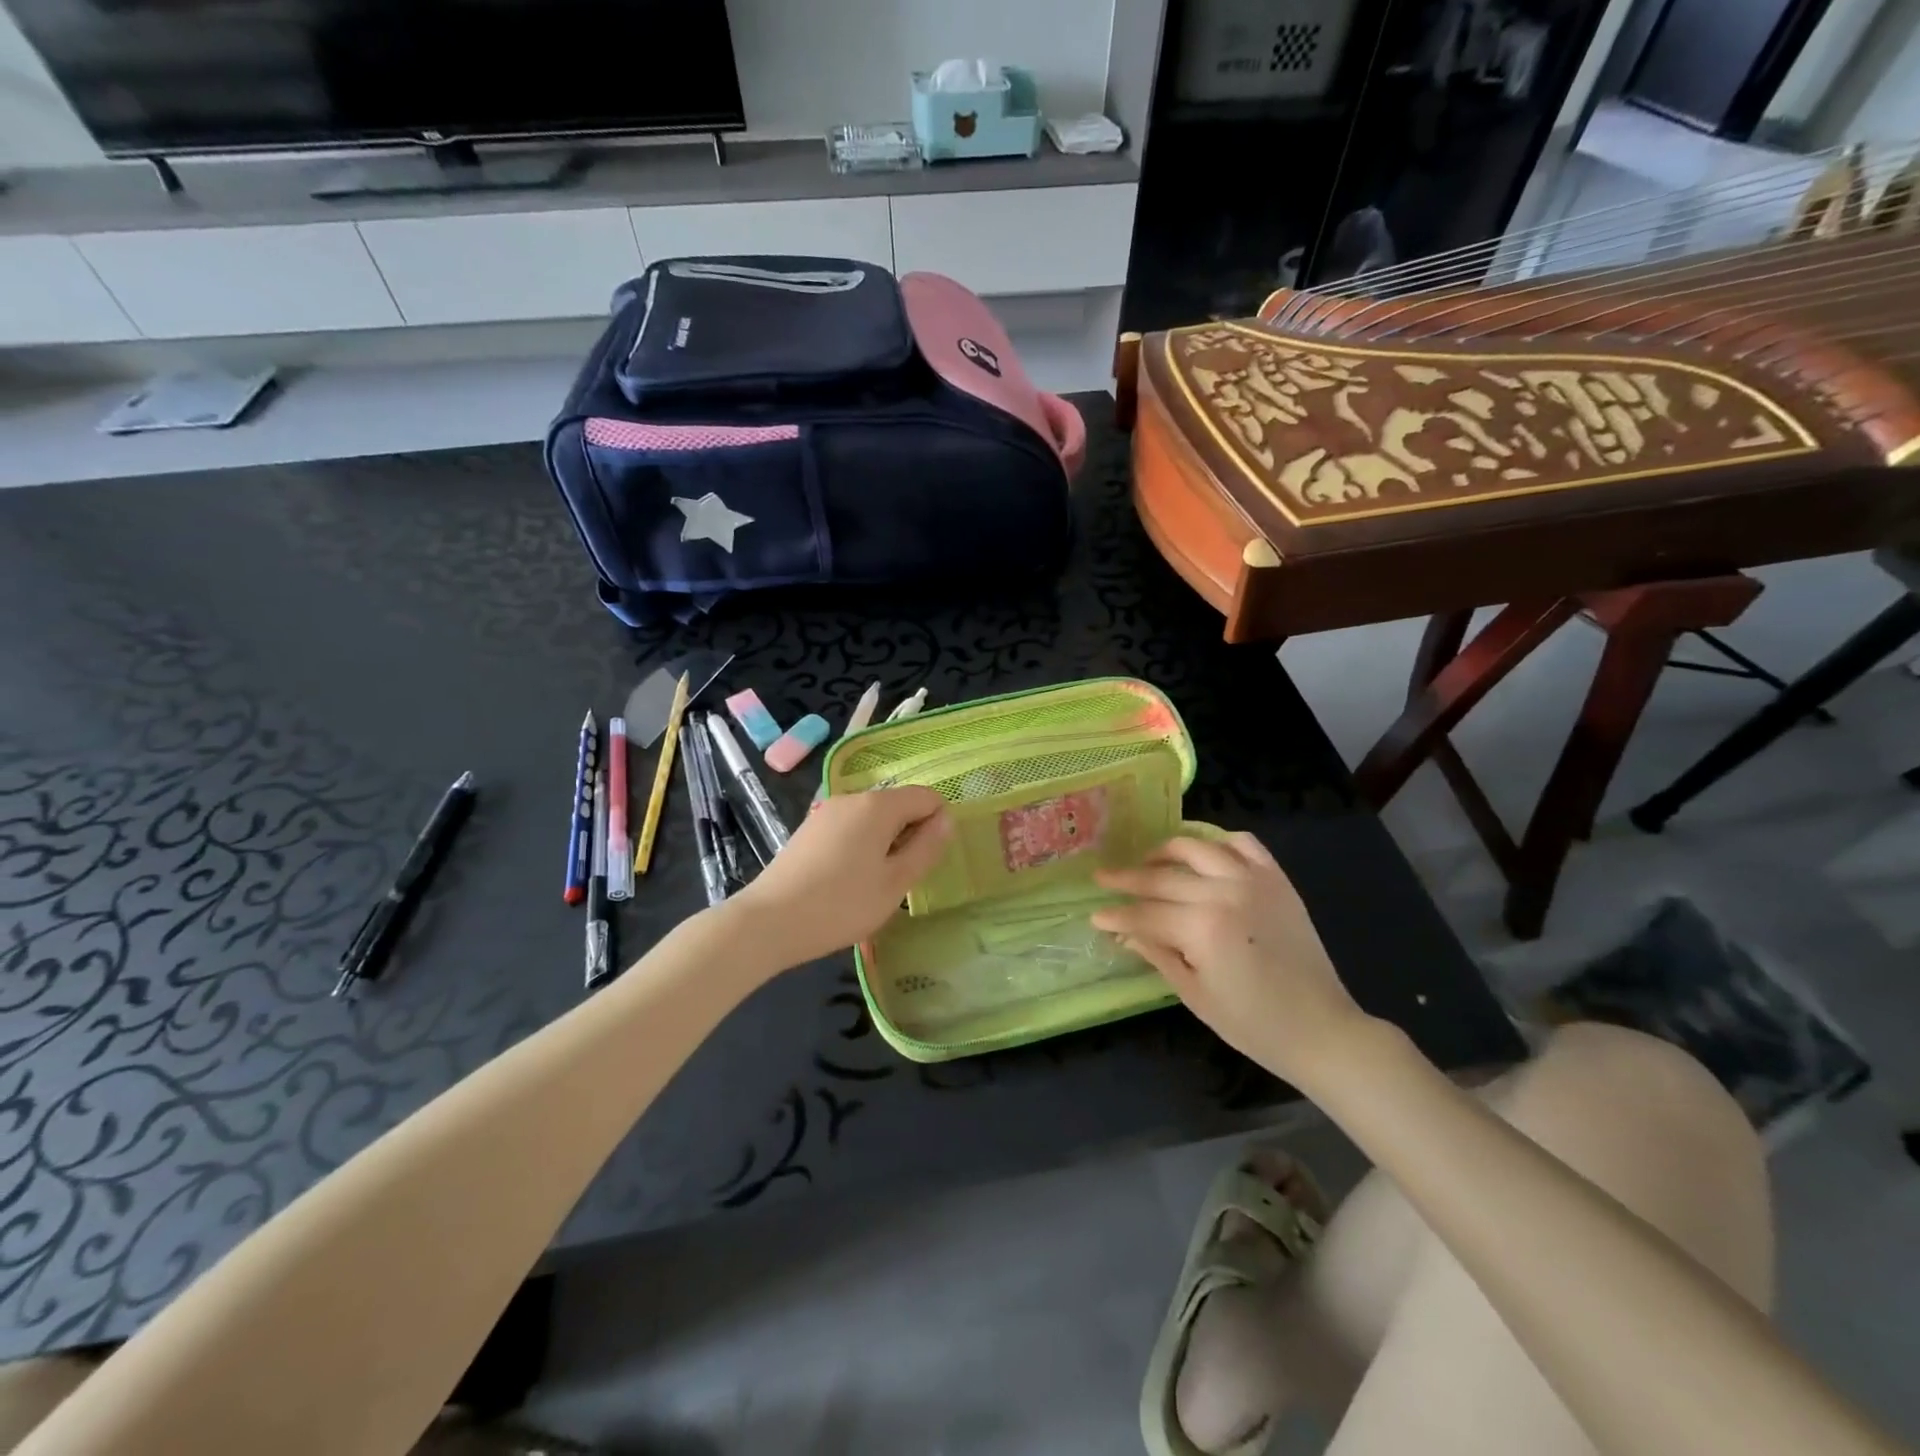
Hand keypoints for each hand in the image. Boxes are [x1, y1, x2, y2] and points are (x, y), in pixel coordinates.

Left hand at [731, 787, 951, 968]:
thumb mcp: (895, 883)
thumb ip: (926, 848)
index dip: (938, 824)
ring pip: (873, 818)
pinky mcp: (809, 830)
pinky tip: (849, 881)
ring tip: (876, 884)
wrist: (768, 922)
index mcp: (878, 805)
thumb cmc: (841, 904)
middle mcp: (852, 798)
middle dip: (910, 835)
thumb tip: (947, 819)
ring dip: (885, 843)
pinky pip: (850, 828)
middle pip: (898, 805)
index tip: (929, 861)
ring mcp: (826, 812)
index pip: (926, 797)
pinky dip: (861, 846)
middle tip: (903, 879)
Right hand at [1091, 834, 1371, 1084]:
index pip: (1144, 913)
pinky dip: (1219, 842)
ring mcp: (1253, 880)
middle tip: (1103, 876)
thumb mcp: (1194, 994)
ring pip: (1197, 848)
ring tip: (1149, 861)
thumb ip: (1157, 954)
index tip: (1094, 914)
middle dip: (1127, 879)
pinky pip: (1243, 844)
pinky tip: (1204, 854)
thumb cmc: (1252, 1023)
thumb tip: (1123, 933)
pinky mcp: (1277, 879)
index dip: (1116, 915)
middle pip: (1162, 878)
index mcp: (1202, 928)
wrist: (1320, 1028)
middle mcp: (1224, 892)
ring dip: (1166, 851)